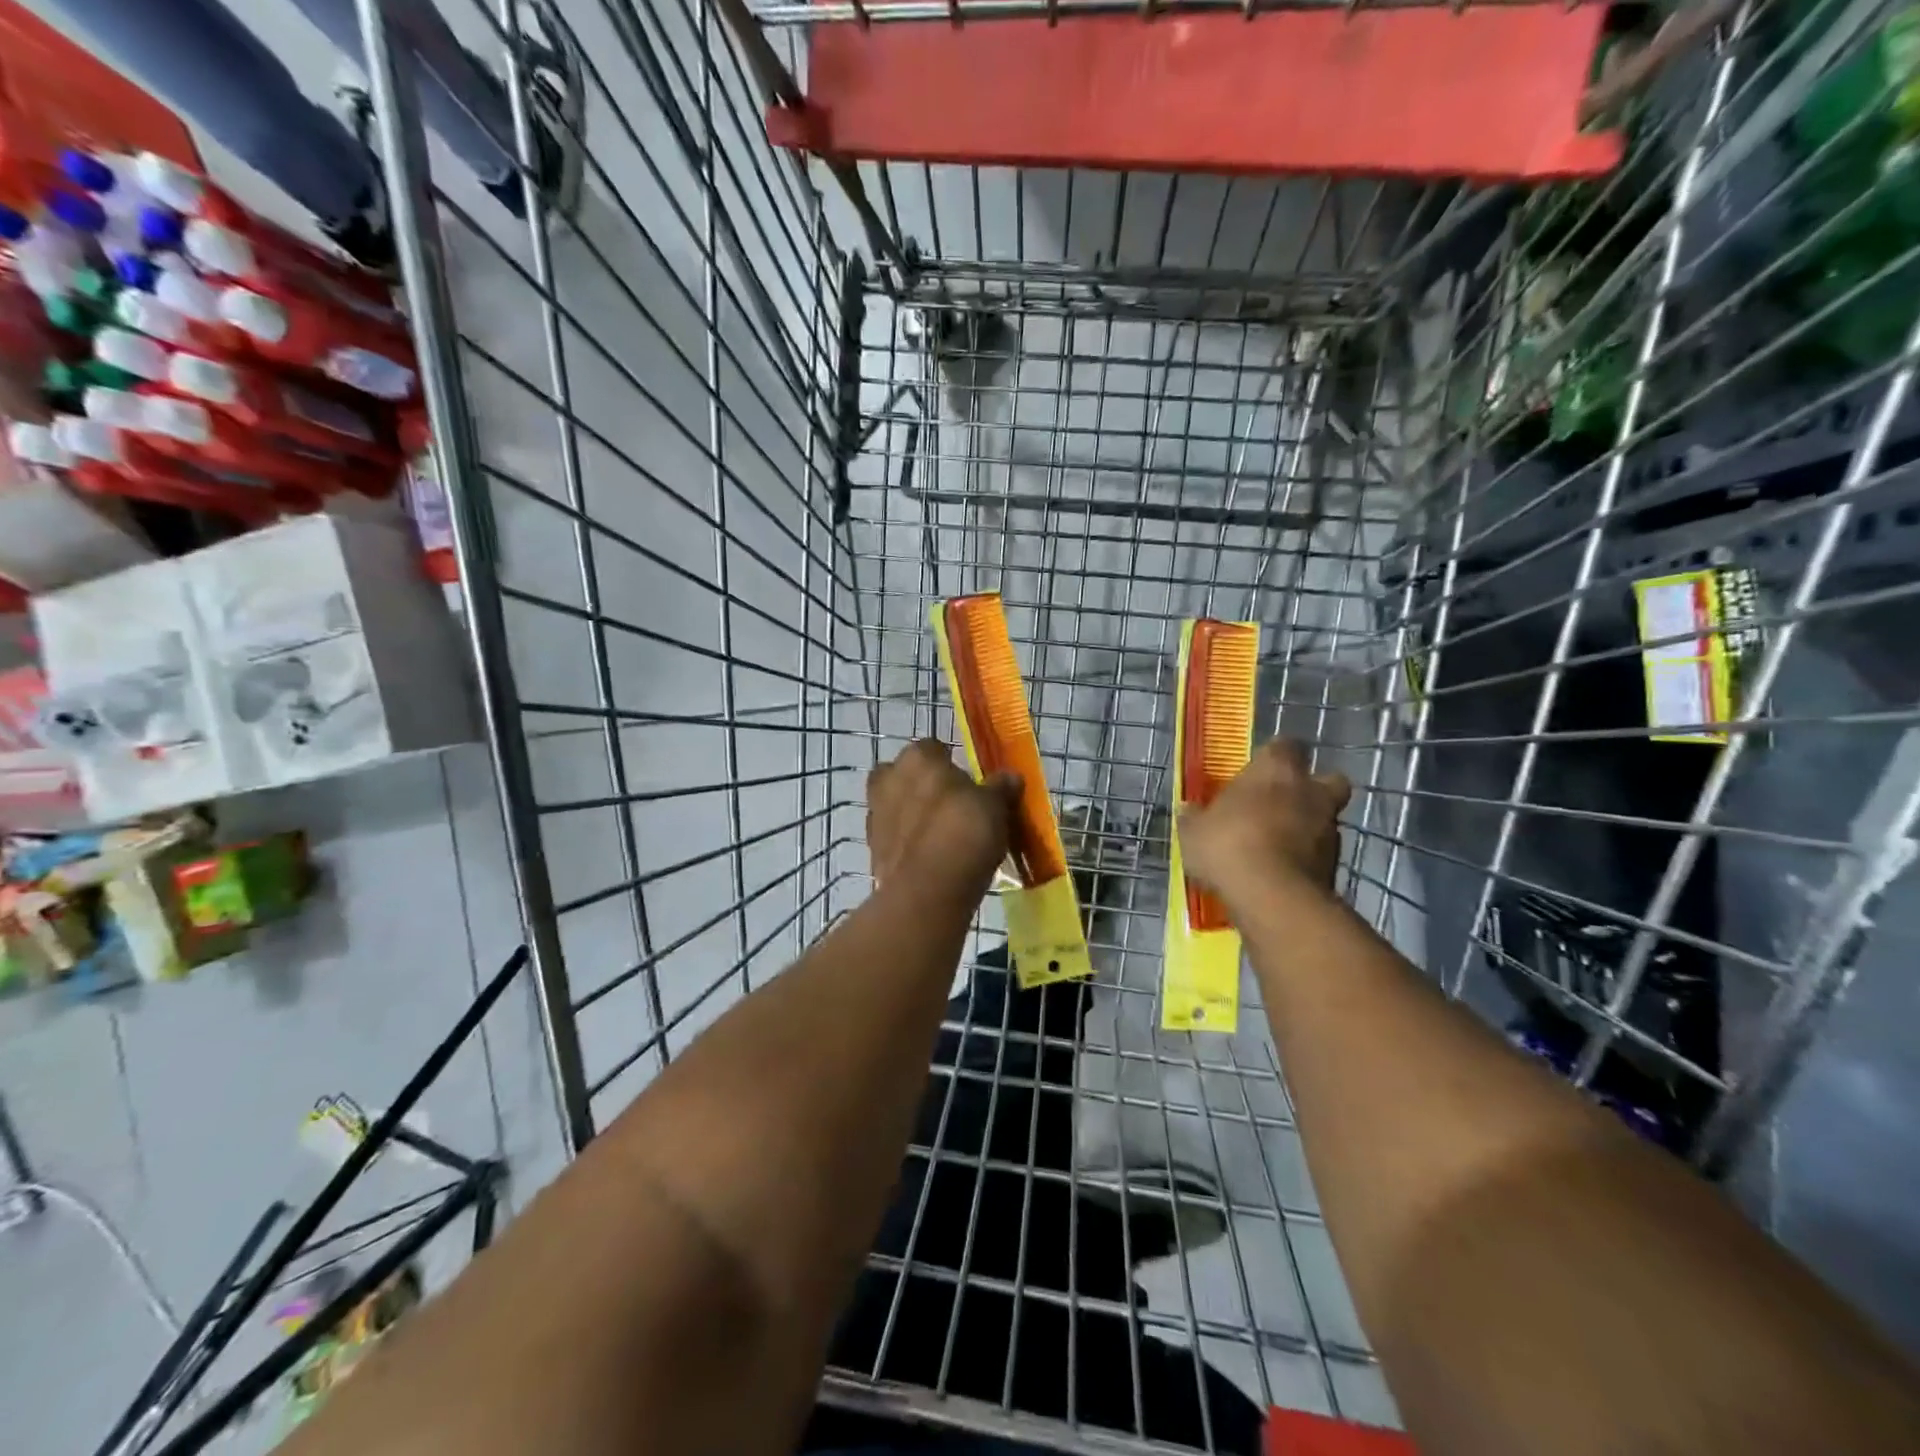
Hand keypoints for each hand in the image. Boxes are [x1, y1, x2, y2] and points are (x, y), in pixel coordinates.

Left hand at [867, 739, 1020, 893]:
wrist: (927, 891)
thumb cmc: (964, 833)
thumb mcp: (995, 807)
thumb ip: (1000, 788)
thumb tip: (1010, 777)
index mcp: (917, 757)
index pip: (934, 749)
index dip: (951, 765)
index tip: (968, 784)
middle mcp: (889, 778)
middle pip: (907, 775)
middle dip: (924, 787)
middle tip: (953, 808)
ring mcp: (875, 815)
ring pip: (897, 806)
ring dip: (913, 816)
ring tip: (943, 838)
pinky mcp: (872, 850)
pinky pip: (894, 838)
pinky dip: (908, 844)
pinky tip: (930, 859)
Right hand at [1180, 738, 1350, 904]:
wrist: (1273, 897)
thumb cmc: (1228, 846)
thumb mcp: (1194, 831)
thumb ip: (1195, 817)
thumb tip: (1189, 810)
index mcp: (1276, 770)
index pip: (1284, 746)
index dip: (1273, 757)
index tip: (1258, 771)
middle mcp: (1310, 791)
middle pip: (1325, 778)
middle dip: (1309, 789)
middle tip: (1282, 804)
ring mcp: (1329, 828)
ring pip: (1324, 817)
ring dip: (1307, 826)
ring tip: (1277, 846)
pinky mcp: (1335, 864)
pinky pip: (1321, 852)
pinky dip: (1307, 857)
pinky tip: (1283, 871)